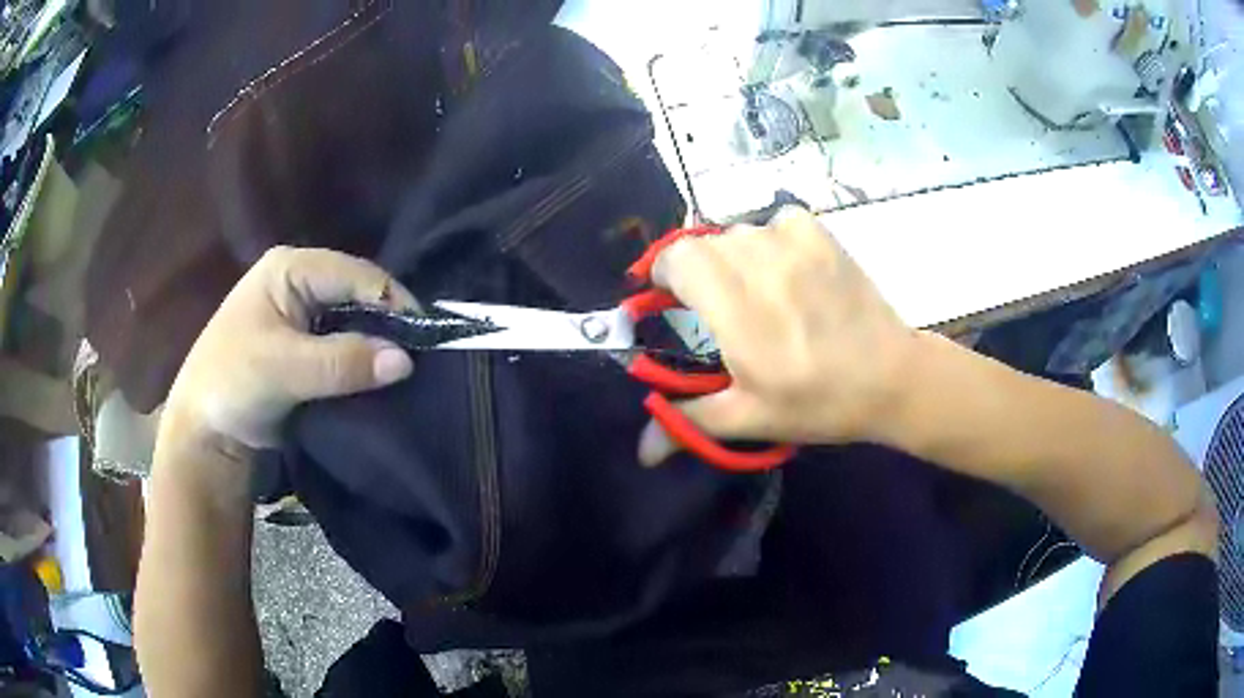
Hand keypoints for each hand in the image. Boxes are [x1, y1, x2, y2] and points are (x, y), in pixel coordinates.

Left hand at [160, 247, 415, 457]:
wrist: (204, 432)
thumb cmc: (232, 383)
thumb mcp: (283, 369)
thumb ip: (343, 362)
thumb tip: (406, 361)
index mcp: (290, 269)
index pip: (354, 274)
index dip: (393, 300)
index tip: (427, 336)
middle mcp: (300, 283)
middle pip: (358, 295)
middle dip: (389, 324)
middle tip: (424, 356)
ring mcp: (303, 316)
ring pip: (355, 322)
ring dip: (378, 346)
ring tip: (410, 369)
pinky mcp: (306, 348)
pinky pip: (345, 348)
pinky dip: (364, 363)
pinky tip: (384, 379)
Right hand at [639, 208, 917, 464]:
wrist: (891, 378)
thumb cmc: (818, 402)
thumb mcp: (751, 417)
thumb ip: (688, 422)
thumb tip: (641, 453)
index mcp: (736, 310)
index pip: (677, 259)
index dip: (663, 273)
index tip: (669, 300)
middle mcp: (759, 264)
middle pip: (702, 243)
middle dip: (696, 270)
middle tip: (715, 307)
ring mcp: (794, 243)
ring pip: (738, 232)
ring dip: (733, 257)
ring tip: (754, 290)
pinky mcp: (821, 235)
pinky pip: (777, 221)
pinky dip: (771, 239)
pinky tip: (787, 267)